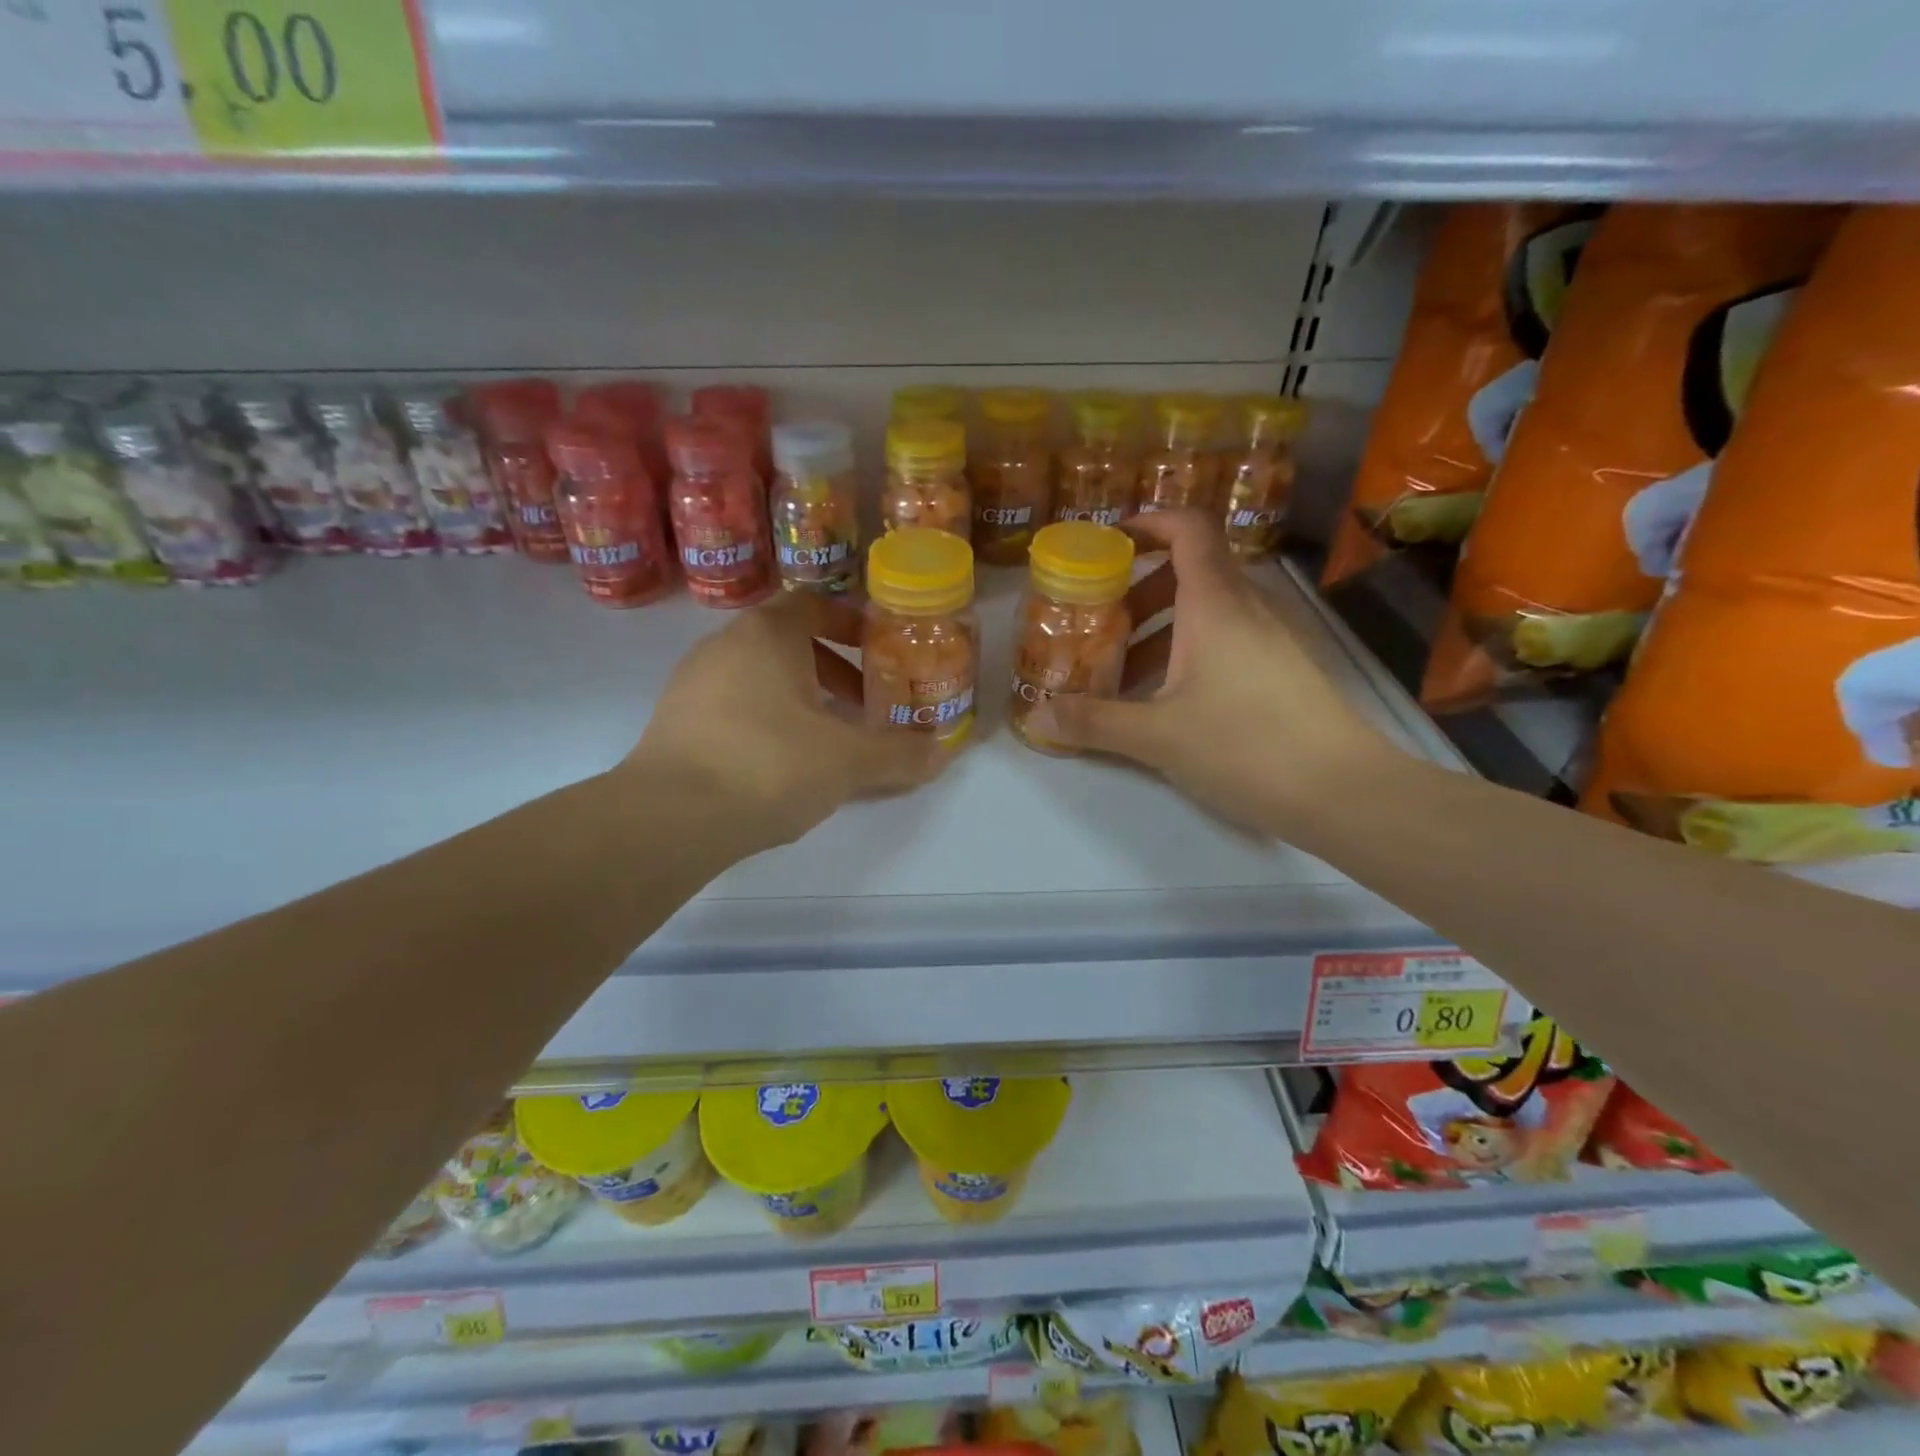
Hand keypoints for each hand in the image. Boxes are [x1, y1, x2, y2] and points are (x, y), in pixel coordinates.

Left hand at [625, 592, 948, 849]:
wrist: (669, 817)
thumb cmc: (768, 765)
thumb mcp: (848, 761)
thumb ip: (899, 754)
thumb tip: (942, 753)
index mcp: (767, 634)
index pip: (815, 604)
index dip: (852, 624)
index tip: (879, 653)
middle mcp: (725, 645)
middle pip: (789, 641)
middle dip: (833, 670)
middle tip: (863, 704)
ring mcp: (692, 682)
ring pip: (759, 675)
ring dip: (799, 697)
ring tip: (826, 738)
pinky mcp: (673, 720)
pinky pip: (732, 704)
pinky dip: (764, 719)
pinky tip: (779, 763)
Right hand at [1026, 511, 1401, 832]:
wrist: (1343, 792)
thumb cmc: (1245, 746)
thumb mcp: (1157, 736)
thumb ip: (1094, 722)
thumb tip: (1037, 717)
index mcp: (1215, 603)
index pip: (1188, 528)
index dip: (1149, 521)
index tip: (1109, 540)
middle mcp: (1246, 608)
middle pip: (1190, 571)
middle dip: (1139, 589)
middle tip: (1100, 621)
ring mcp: (1270, 638)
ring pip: (1207, 611)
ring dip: (1160, 628)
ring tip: (1122, 671)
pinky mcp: (1281, 670)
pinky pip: (1226, 640)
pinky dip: (1188, 652)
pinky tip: (1166, 700)